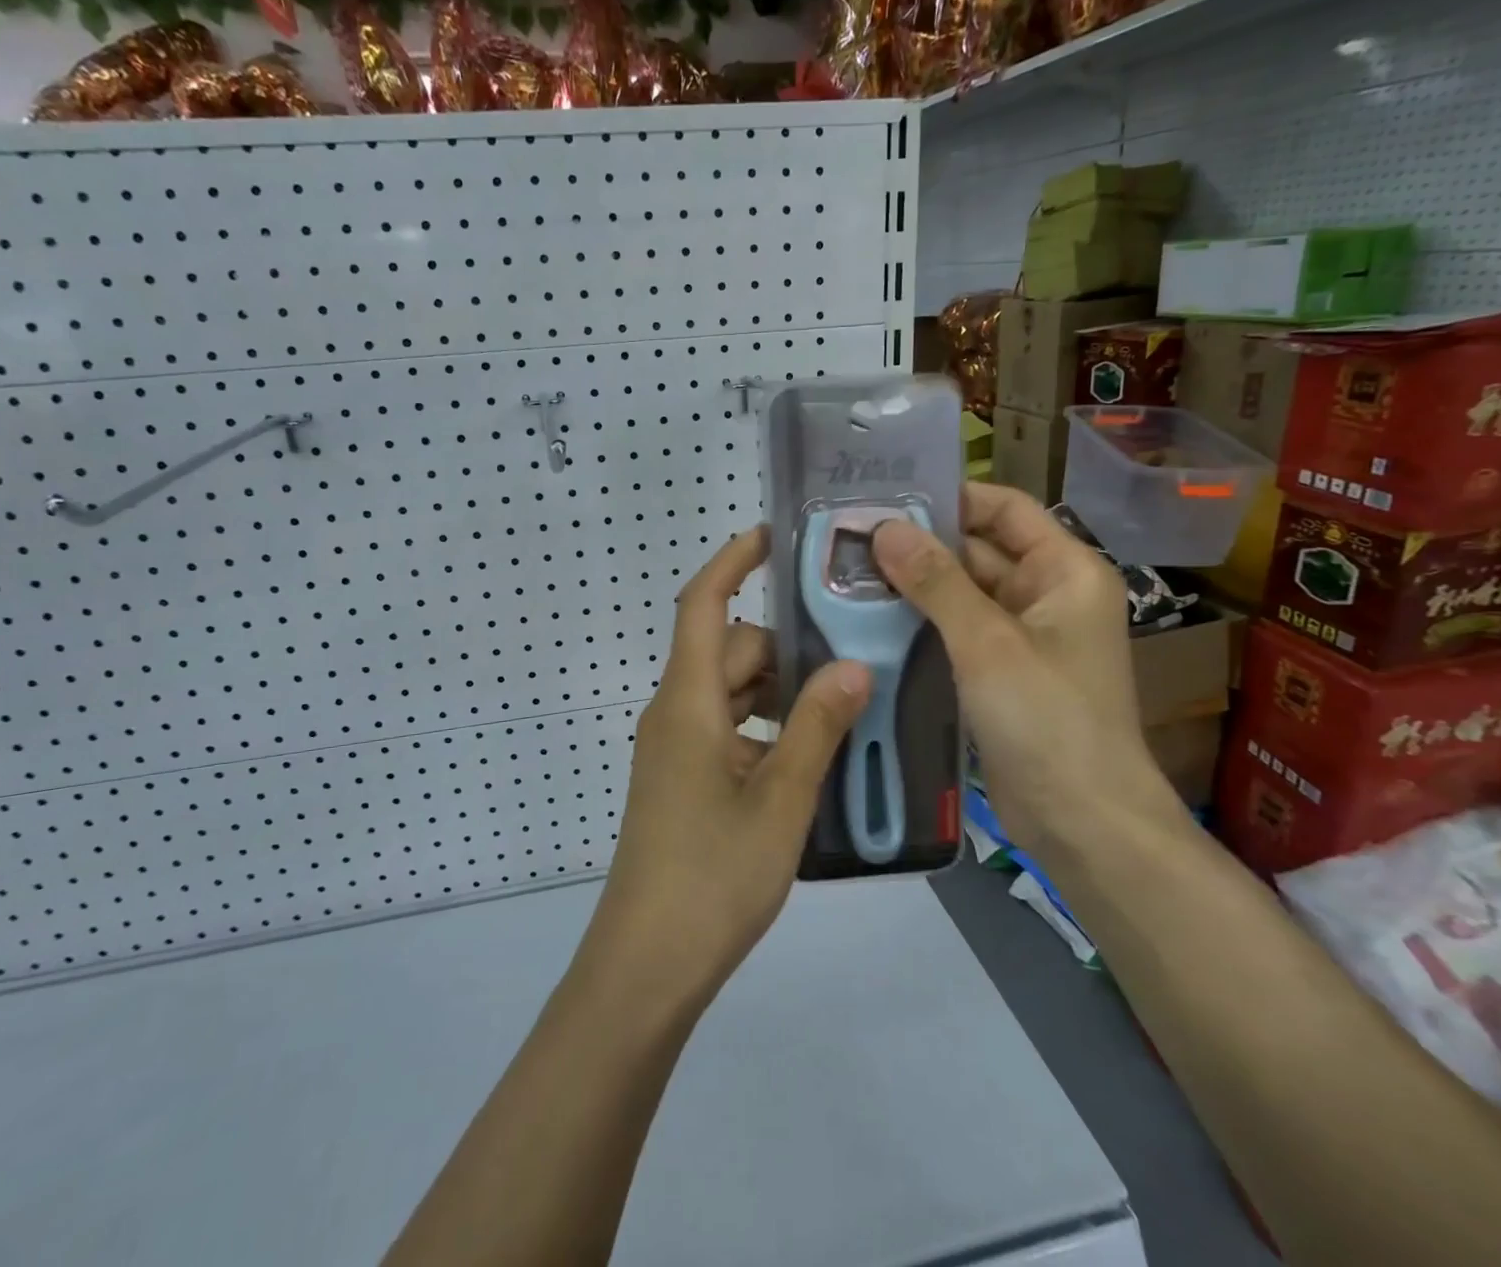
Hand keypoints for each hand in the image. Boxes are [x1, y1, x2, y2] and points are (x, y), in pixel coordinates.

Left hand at [581, 526, 870, 1011]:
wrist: (647, 964)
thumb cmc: (712, 876)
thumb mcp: (780, 800)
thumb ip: (816, 728)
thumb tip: (853, 666)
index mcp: (687, 702)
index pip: (701, 605)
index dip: (731, 562)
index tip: (772, 536)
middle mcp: (675, 713)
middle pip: (729, 651)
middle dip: (785, 649)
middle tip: (853, 661)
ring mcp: (675, 749)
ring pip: (731, 693)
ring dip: (780, 694)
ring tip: (843, 711)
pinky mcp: (681, 780)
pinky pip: (727, 730)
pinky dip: (766, 729)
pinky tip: (811, 759)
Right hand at [871, 483, 1180, 857]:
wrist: (1083, 823)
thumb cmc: (1049, 721)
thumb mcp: (988, 643)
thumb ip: (937, 581)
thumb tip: (885, 528)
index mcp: (1065, 571)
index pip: (1005, 507)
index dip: (950, 496)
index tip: (886, 496)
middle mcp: (1047, 594)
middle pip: (978, 549)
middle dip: (919, 543)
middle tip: (849, 536)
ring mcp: (1023, 635)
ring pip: (962, 592)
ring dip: (914, 584)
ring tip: (847, 570)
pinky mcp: (1000, 671)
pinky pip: (956, 630)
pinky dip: (920, 621)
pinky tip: (870, 617)